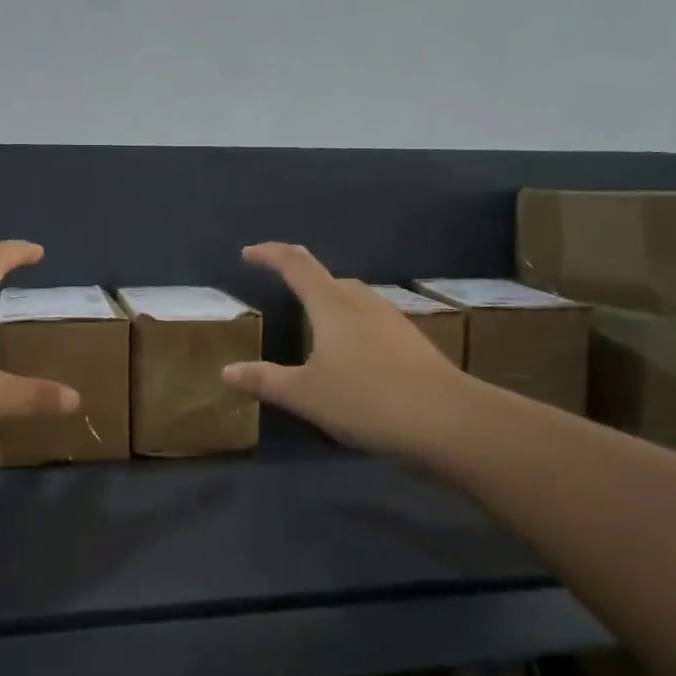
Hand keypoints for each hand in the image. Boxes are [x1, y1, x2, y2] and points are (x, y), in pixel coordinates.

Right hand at [223, 243, 471, 459]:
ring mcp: (392, 321)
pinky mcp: (412, 343)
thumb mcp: (306, 395)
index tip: (249, 253)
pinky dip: (351, 328)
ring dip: (329, 303)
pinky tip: (352, 358)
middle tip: (281, 290)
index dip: (270, 254)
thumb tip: (226, 371)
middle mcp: (362, 303)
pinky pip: (371, 323)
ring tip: (314, 328)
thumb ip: (265, 381)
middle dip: (301, 279)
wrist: (449, 421)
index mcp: (332, 305)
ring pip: (353, 300)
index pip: (296, 264)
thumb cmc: (367, 400)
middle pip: (328, 279)